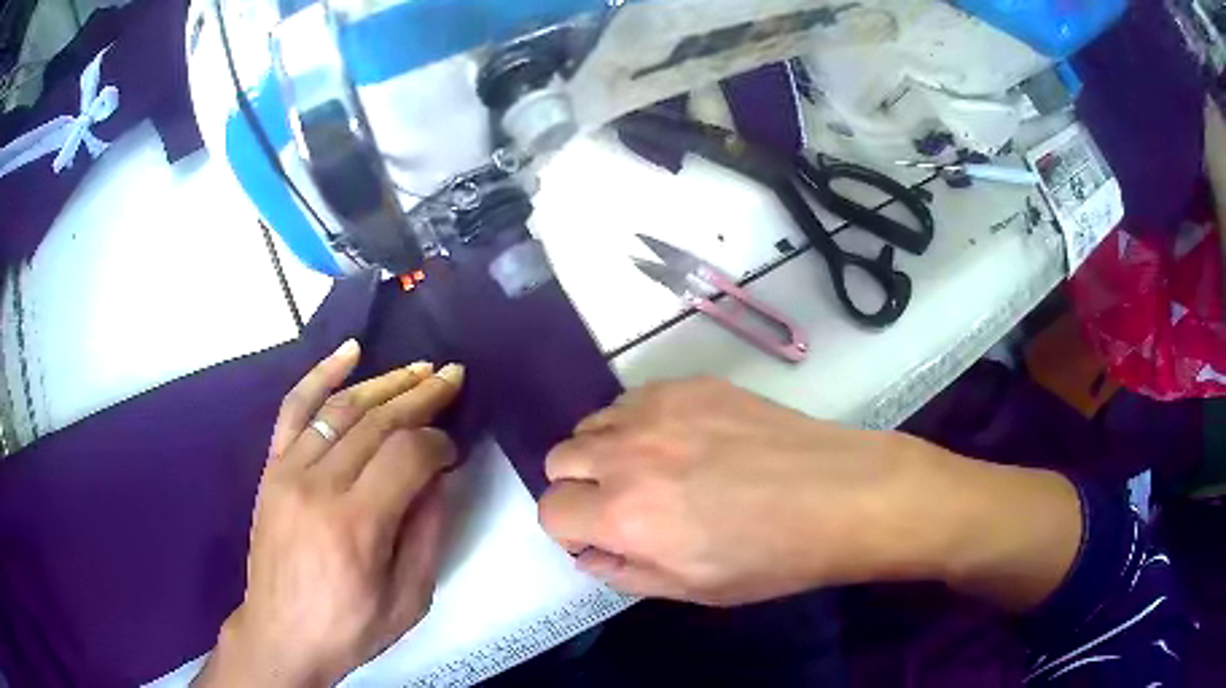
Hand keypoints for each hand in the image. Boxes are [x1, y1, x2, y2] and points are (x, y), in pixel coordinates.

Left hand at [195, 341, 463, 686]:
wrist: (281, 633)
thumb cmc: (349, 626)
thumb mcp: (409, 599)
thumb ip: (427, 533)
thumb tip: (439, 477)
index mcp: (357, 525)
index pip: (407, 455)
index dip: (439, 443)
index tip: (454, 451)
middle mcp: (319, 486)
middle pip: (377, 422)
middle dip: (421, 396)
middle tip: (452, 377)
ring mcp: (289, 470)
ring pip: (341, 408)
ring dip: (385, 383)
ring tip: (419, 369)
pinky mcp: (272, 468)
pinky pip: (294, 409)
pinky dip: (321, 374)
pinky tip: (350, 352)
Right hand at [539, 378, 1081, 609]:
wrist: (840, 495)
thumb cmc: (772, 557)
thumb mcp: (692, 589)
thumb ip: (624, 572)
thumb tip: (588, 551)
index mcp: (623, 515)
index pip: (551, 511)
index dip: (570, 529)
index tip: (598, 535)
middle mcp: (627, 455)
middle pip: (559, 459)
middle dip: (580, 487)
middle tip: (623, 502)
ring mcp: (659, 410)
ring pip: (592, 424)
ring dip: (605, 450)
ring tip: (651, 468)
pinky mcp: (690, 385)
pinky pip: (633, 399)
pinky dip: (637, 422)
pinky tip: (681, 439)